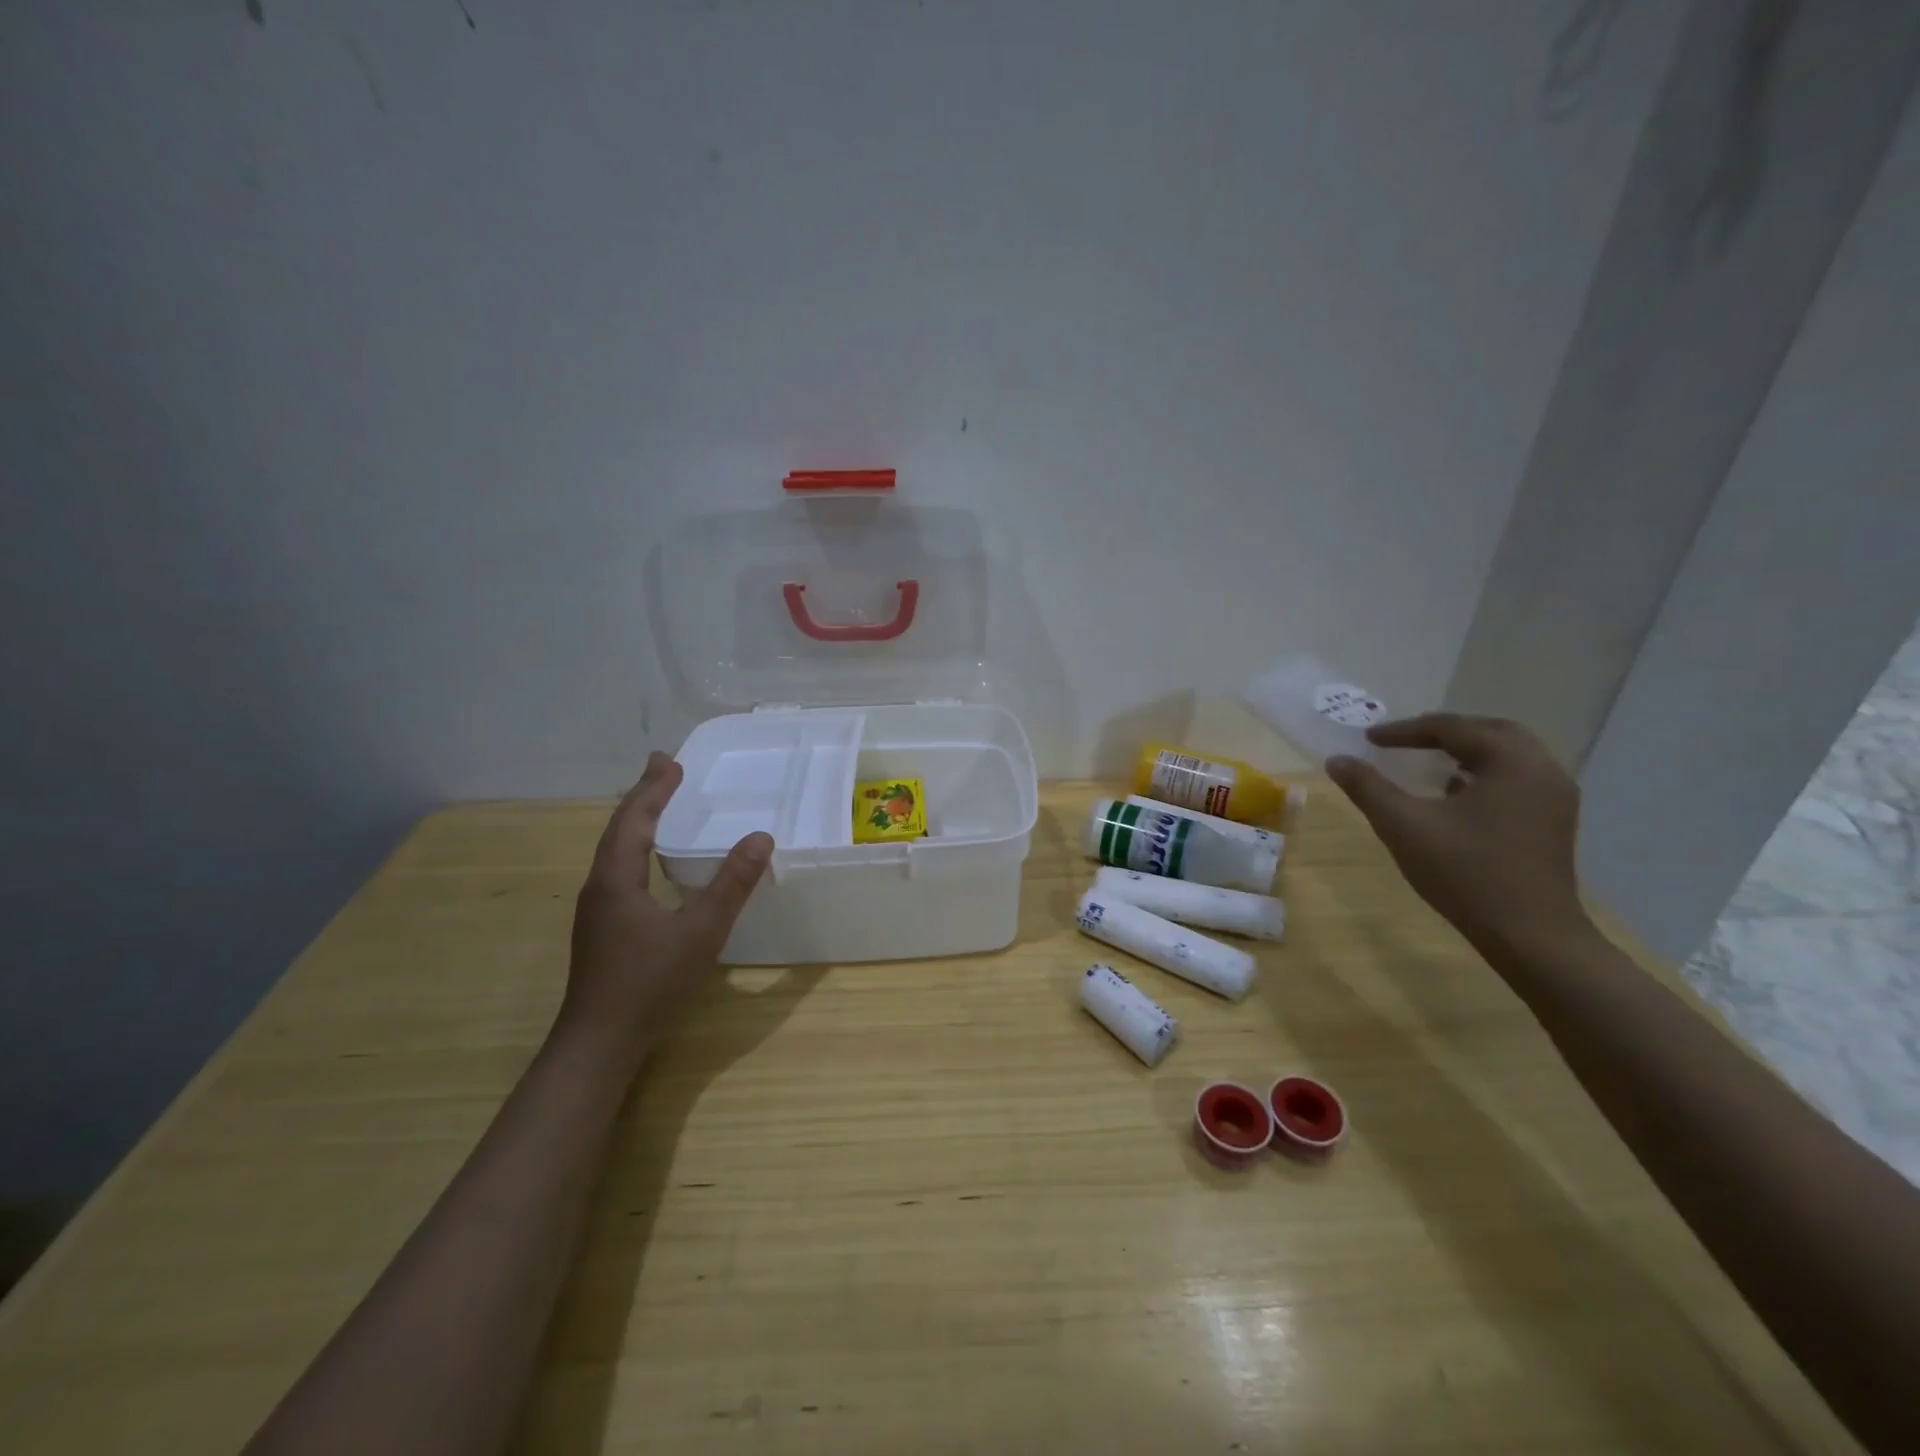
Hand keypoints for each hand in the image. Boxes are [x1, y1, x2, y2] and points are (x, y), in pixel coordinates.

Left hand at [559, 751, 772, 1068]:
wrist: (599, 1042)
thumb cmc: (649, 983)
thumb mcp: (701, 932)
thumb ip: (731, 885)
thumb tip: (760, 838)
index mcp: (616, 879)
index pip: (634, 819)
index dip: (654, 789)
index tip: (672, 761)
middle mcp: (599, 886)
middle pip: (619, 829)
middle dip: (642, 796)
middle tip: (664, 769)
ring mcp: (596, 909)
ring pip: (615, 850)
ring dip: (637, 821)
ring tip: (658, 803)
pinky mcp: (602, 927)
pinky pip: (618, 869)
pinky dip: (636, 847)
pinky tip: (651, 861)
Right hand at [1326, 714, 1593, 959]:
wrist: (1530, 936)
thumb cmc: (1466, 873)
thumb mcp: (1404, 826)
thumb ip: (1368, 787)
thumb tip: (1336, 760)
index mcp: (1511, 761)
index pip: (1451, 728)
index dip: (1404, 731)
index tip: (1368, 739)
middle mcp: (1542, 769)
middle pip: (1488, 732)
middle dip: (1442, 732)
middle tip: (1403, 740)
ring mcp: (1554, 797)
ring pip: (1506, 756)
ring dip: (1465, 751)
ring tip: (1426, 761)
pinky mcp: (1553, 822)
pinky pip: (1515, 779)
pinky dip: (1482, 773)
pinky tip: (1455, 792)